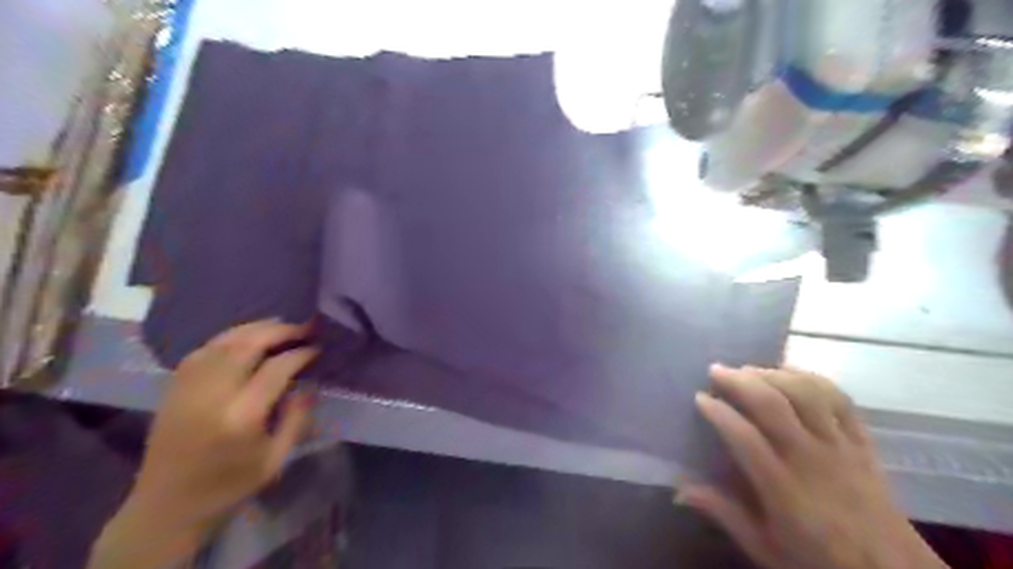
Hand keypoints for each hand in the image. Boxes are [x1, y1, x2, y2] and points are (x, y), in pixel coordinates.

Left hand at [94, 323, 318, 566]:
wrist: (166, 508)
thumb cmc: (230, 487)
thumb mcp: (276, 459)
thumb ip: (297, 418)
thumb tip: (309, 382)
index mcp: (241, 417)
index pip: (277, 368)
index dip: (301, 353)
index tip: (318, 348)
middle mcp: (212, 395)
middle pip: (247, 345)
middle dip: (280, 330)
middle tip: (304, 327)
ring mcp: (188, 388)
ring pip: (224, 341)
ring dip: (256, 329)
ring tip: (280, 326)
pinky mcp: (173, 388)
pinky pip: (204, 349)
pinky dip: (229, 338)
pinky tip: (245, 339)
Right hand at [679, 364, 951, 568]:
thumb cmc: (821, 561)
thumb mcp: (765, 548)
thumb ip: (723, 513)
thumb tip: (679, 489)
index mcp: (783, 488)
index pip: (744, 438)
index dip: (719, 413)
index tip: (699, 397)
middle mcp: (811, 459)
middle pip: (773, 405)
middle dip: (740, 381)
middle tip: (716, 370)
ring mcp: (841, 447)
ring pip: (806, 394)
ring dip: (773, 374)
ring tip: (749, 368)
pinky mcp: (863, 442)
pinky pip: (840, 400)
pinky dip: (813, 379)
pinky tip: (791, 372)